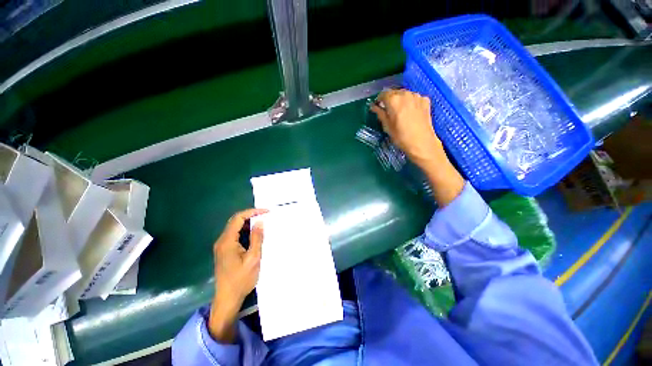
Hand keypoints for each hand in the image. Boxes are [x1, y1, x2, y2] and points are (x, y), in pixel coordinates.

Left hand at [209, 208, 266, 342]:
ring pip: (235, 228)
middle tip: (266, 216)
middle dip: (251, 216)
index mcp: (227, 241)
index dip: (252, 212)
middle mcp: (222, 241)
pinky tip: (255, 235)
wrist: (227, 299)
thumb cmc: (241, 280)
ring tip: (263, 224)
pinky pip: (235, 236)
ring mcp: (222, 247)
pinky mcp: (225, 251)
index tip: (266, 211)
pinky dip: (245, 232)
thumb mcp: (253, 258)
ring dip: (249, 224)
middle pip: (235, 221)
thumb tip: (260, 222)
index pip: (238, 218)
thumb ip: (257, 239)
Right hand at [371, 89, 444, 165]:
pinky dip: (411, 102)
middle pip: (394, 92)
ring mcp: (417, 96)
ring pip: (405, 94)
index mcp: (393, 100)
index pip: (383, 94)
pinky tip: (411, 112)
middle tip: (389, 110)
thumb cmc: (401, 137)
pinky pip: (414, 98)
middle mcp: (405, 94)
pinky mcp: (425, 100)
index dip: (379, 100)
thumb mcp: (387, 126)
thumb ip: (380, 113)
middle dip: (390, 99)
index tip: (378, 106)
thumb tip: (374, 107)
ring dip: (400, 100)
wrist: (421, 142)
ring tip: (400, 111)